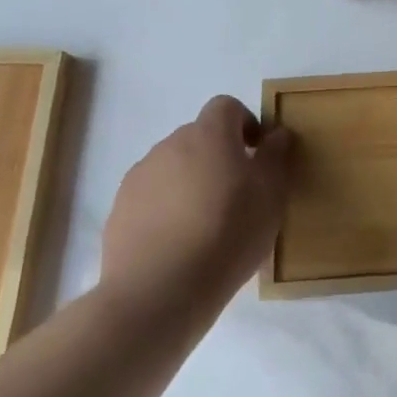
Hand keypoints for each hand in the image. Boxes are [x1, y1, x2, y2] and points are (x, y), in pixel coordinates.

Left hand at [99, 96, 291, 325]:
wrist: (160, 290)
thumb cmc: (229, 233)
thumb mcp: (271, 194)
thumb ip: (275, 156)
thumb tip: (277, 133)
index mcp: (209, 135)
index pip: (226, 106)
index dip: (245, 123)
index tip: (257, 154)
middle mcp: (169, 146)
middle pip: (199, 137)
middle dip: (219, 156)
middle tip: (237, 194)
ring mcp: (139, 177)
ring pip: (174, 167)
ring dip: (191, 182)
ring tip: (206, 223)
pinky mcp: (119, 210)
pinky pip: (152, 197)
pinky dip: (167, 208)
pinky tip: (179, 242)